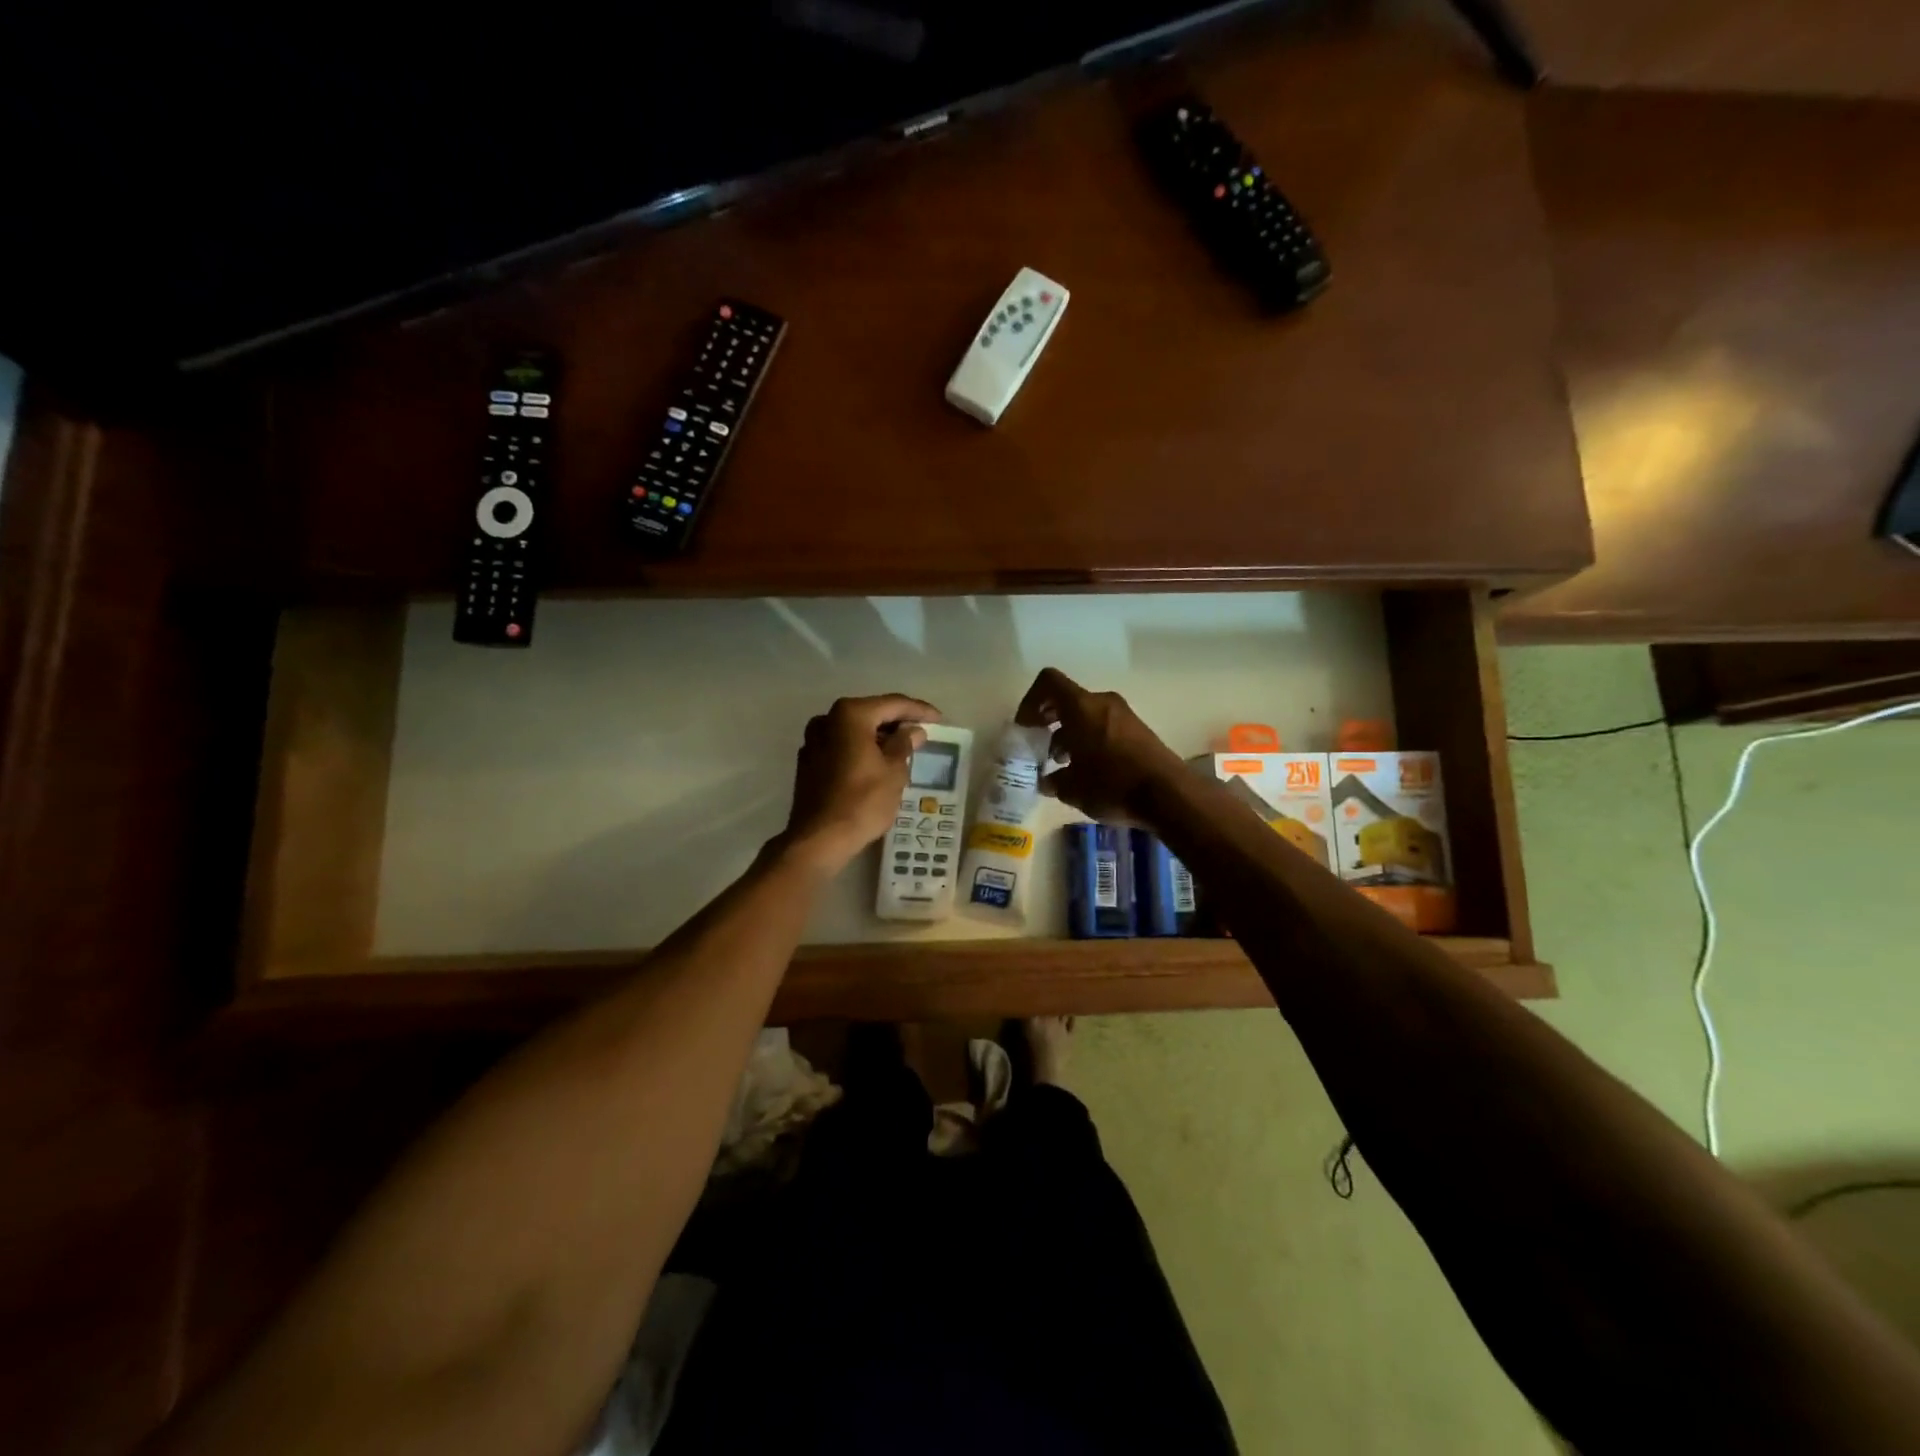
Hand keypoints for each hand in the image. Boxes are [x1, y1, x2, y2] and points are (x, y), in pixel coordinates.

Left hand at [776, 694, 941, 873]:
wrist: (820, 838)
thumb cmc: (863, 801)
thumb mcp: (894, 772)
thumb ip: (904, 744)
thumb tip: (912, 731)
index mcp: (850, 715)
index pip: (892, 704)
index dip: (918, 710)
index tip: (938, 718)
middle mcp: (827, 720)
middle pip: (870, 713)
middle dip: (896, 722)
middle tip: (921, 732)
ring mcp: (813, 741)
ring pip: (854, 731)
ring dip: (878, 736)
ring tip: (902, 749)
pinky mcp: (808, 762)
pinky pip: (841, 746)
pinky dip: (860, 749)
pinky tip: (876, 763)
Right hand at [1015, 668, 1185, 822]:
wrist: (1169, 794)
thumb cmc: (1112, 785)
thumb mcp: (1072, 789)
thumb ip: (1053, 781)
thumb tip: (1046, 781)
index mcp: (1081, 707)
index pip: (1048, 682)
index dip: (1030, 701)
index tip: (1026, 728)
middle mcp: (1103, 702)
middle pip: (1067, 700)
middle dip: (1049, 721)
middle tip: (1040, 748)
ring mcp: (1124, 715)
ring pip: (1086, 715)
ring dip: (1070, 734)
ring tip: (1063, 765)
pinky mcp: (1138, 731)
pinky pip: (1104, 726)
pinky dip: (1090, 740)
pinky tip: (1088, 771)